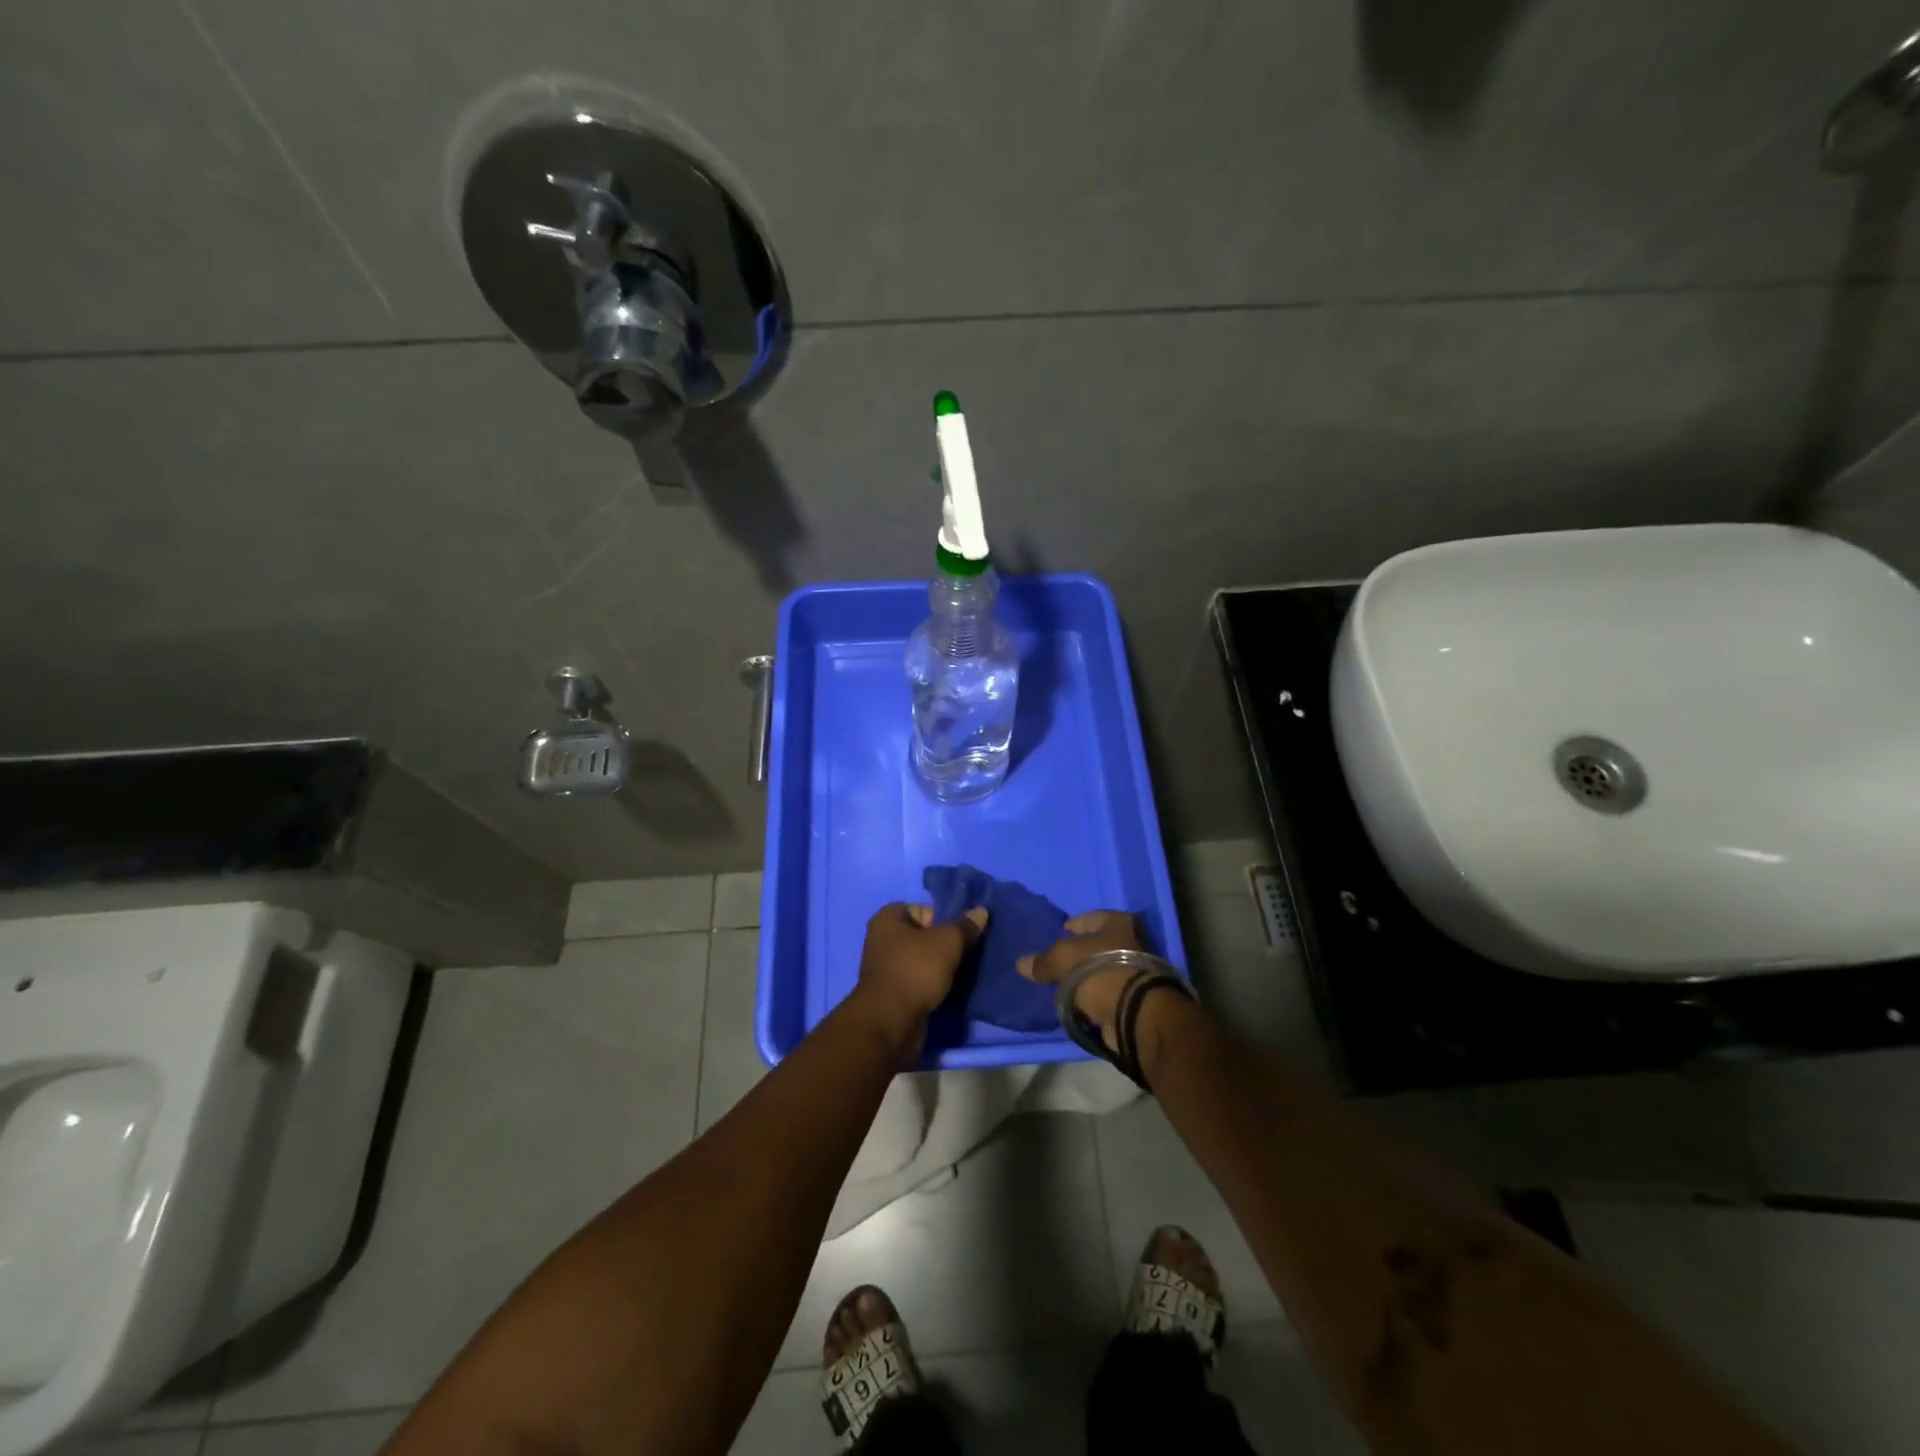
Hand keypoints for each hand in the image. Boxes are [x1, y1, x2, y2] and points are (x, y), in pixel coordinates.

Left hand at [853, 902, 987, 1051]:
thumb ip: (965, 926)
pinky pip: (918, 982)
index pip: (920, 909)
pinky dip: (932, 986)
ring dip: (940, 967)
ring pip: (921, 961)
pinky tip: (948, 991)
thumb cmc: (915, 971)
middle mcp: (881, 941)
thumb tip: (981, 912)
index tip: (956, 935)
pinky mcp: (892, 995)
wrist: (891, 1023)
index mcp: (887, 920)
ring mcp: (885, 970)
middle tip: (964, 954)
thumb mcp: (948, 942)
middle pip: (922, 935)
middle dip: (943, 944)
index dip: (940, 919)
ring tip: (960, 974)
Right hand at [1016, 910, 1143, 1051]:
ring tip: (1062, 985)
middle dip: (1078, 954)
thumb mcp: (1063, 959)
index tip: (1055, 936)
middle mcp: (1132, 941)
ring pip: (1101, 970)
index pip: (1089, 918)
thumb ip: (1043, 961)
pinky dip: (1093, 996)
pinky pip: (1106, 992)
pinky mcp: (1134, 998)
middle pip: (1097, 945)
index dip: (1071, 926)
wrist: (1134, 1013)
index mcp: (1119, 921)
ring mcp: (1136, 971)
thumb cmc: (1100, 971)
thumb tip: (1021, 964)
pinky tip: (1076, 1002)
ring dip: (1085, 978)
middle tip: (1056, 963)